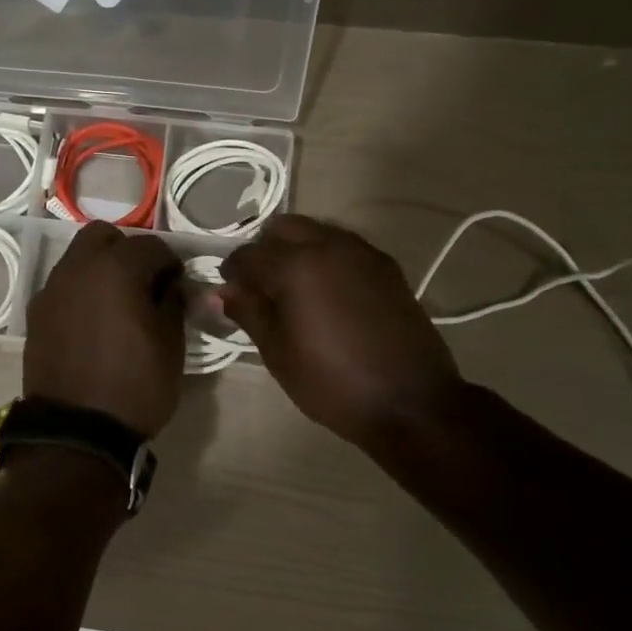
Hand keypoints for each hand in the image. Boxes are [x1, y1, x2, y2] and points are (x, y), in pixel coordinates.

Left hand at [25, 222, 184, 436]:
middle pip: (104, 236)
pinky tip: (92, 324)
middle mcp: (78, 268)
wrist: (77, 432)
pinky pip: (63, 287)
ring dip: (100, 269)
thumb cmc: (135, 385)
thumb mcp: (171, 345)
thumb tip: (173, 286)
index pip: (152, 246)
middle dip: (127, 252)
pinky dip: (80, 292)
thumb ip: (174, 303)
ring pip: (78, 258)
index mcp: (116, 268)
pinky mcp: (36, 314)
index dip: (171, 264)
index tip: (178, 287)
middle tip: (143, 285)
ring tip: (117, 305)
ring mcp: (52, 290)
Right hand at [220, 216, 464, 448]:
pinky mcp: (387, 267)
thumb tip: (220, 292)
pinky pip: (345, 247)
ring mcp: (363, 252)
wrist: (410, 402)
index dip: (231, 273)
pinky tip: (327, 294)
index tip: (230, 294)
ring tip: (294, 290)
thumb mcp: (278, 353)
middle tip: (261, 287)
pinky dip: (326, 258)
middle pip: (284, 228)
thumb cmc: (332, 383)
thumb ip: (248, 312)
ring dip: (297, 250)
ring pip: (317, 232)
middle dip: (265, 250)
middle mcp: (329, 245)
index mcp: (296, 265)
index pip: (248, 255)